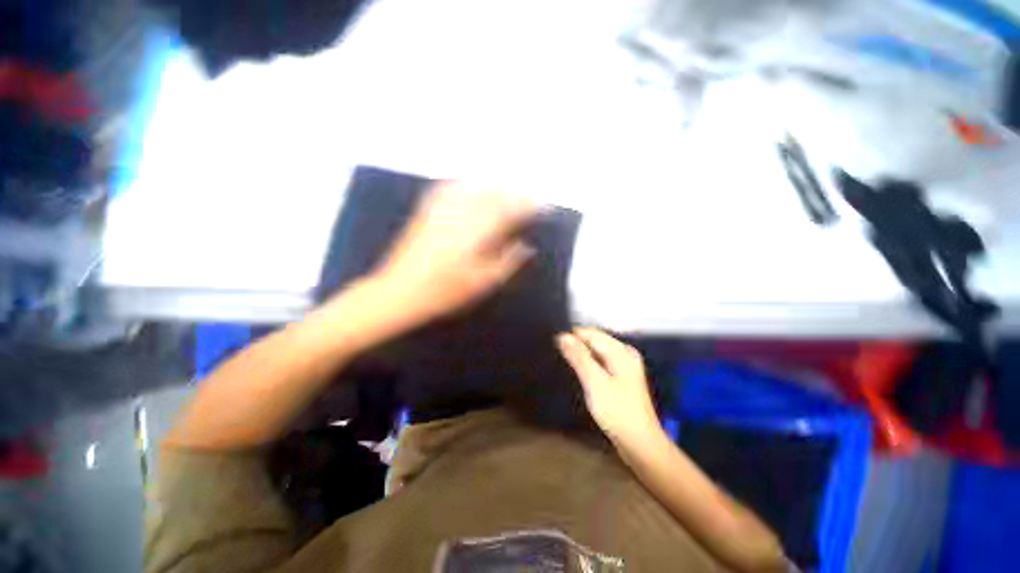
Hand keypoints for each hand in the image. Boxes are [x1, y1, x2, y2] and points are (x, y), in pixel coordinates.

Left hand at [367, 181, 537, 330]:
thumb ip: (507, 262)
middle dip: (514, 193)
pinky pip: (448, 188)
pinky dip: (464, 183)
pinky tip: (471, 183)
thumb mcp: (482, 284)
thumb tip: (526, 246)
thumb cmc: (445, 293)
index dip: (527, 206)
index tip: (541, 206)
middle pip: (493, 195)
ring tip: (506, 187)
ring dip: (492, 185)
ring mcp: (442, 211)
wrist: (400, 291)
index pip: (509, 212)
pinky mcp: (427, 212)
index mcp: (477, 235)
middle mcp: (461, 216)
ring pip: (473, 188)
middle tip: (528, 196)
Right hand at [557, 328, 661, 443]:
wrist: (640, 444)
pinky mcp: (621, 379)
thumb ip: (579, 357)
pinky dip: (589, 366)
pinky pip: (600, 363)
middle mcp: (625, 354)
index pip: (591, 333)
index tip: (556, 346)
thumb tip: (563, 336)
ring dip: (582, 357)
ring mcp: (624, 367)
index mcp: (621, 351)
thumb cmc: (617, 412)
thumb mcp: (594, 381)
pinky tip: (582, 375)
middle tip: (561, 358)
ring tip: (568, 366)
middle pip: (595, 341)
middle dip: (577, 346)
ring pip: (596, 353)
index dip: (572, 337)